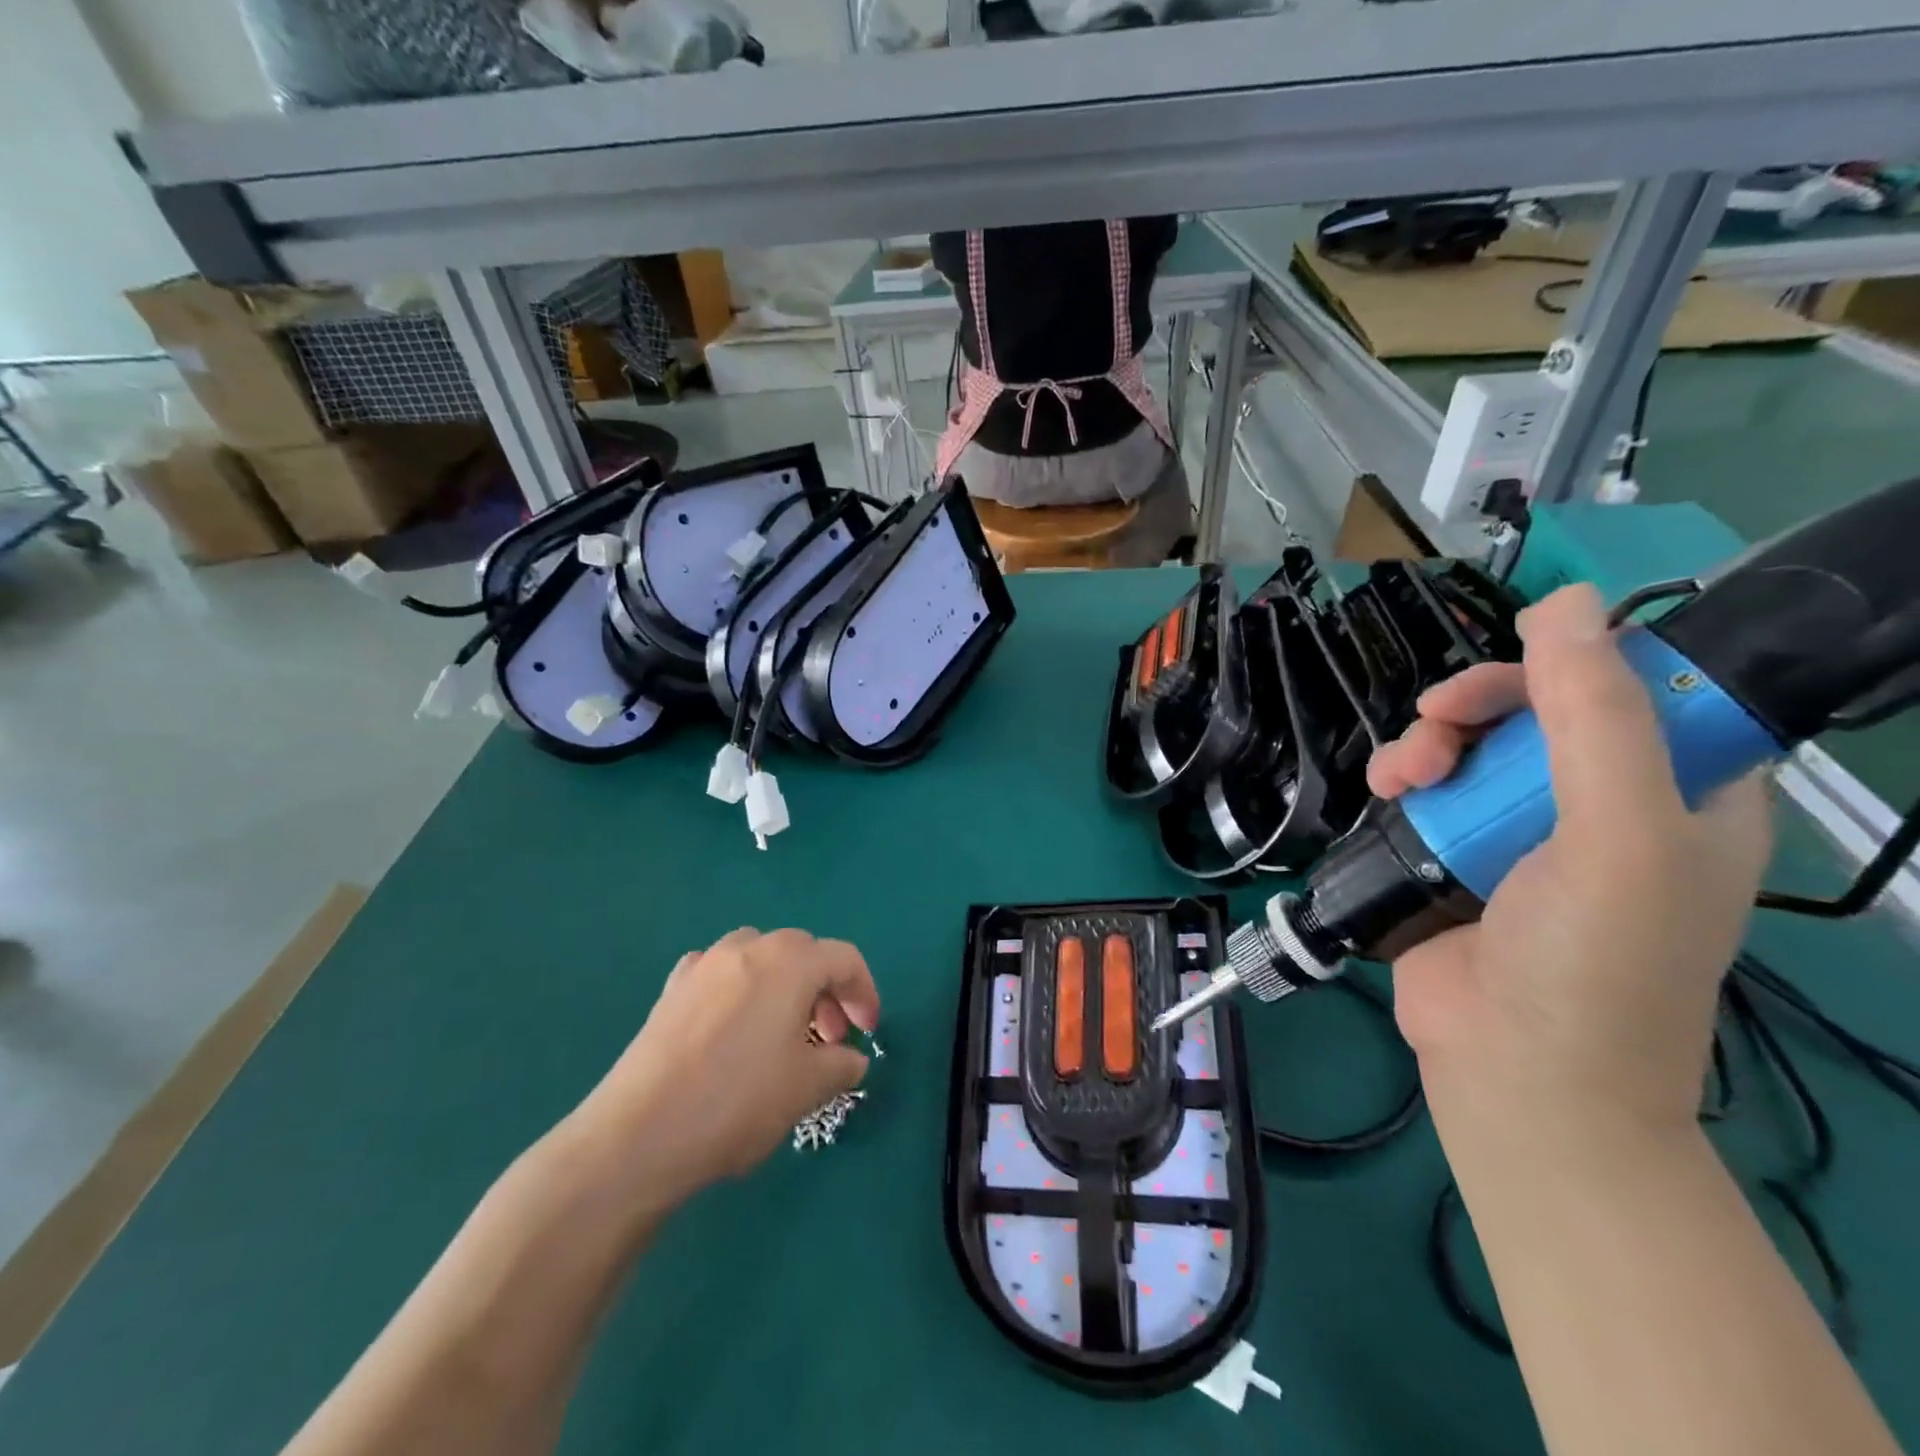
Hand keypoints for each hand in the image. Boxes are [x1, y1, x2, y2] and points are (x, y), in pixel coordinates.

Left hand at [569, 928, 880, 1210]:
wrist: (639, 1134)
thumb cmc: (738, 1101)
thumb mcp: (807, 1088)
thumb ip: (841, 1065)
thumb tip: (851, 1060)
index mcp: (790, 962)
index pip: (845, 959)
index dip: (864, 993)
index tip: (866, 1032)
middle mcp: (749, 947)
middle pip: (803, 953)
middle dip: (825, 991)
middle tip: (827, 1039)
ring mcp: (704, 964)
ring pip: (760, 956)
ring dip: (782, 985)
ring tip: (781, 1030)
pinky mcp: (671, 989)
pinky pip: (719, 973)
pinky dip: (738, 989)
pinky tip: (731, 1025)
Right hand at [1366, 584, 1772, 1143]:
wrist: (1513, 1069)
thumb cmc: (1595, 960)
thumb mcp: (1616, 833)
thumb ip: (1594, 717)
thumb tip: (1560, 603)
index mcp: (1681, 794)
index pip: (1642, 690)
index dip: (1580, 664)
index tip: (1523, 666)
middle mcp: (1603, 804)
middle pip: (1538, 710)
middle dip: (1481, 704)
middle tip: (1438, 718)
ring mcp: (1521, 830)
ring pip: (1470, 745)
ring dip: (1428, 743)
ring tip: (1403, 774)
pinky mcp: (1455, 851)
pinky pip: (1428, 787)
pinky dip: (1402, 778)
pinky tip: (1387, 790)